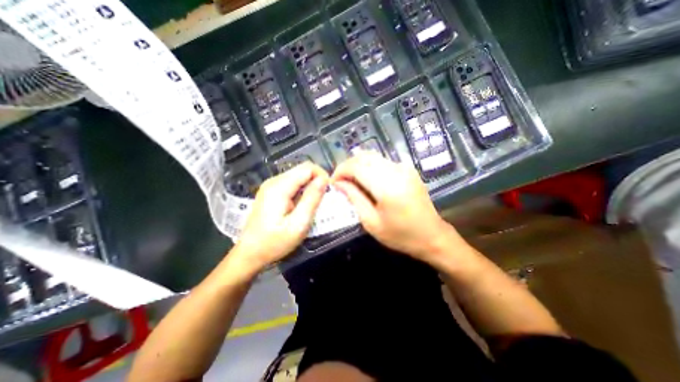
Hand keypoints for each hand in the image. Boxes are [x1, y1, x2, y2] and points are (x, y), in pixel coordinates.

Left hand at [234, 162, 329, 273]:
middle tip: (324, 198)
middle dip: (317, 180)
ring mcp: (271, 186)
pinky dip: (302, 190)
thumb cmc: (274, 242)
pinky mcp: (270, 192)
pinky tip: (302, 205)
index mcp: (280, 187)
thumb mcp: (298, 224)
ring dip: (310, 186)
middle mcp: (274, 181)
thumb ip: (312, 199)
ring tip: (315, 203)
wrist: (249, 253)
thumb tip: (324, 180)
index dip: (322, 175)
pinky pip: (291, 184)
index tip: (329, 191)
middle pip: (302, 170)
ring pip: (298, 176)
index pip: (307, 168)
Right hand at [333, 152, 458, 262]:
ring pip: (373, 156)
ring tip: (351, 181)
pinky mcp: (408, 168)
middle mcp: (396, 171)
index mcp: (387, 186)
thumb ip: (354, 198)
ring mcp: (404, 167)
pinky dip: (369, 166)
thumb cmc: (400, 235)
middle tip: (341, 181)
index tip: (333, 183)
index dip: (340, 171)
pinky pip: (382, 161)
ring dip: (358, 165)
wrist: (432, 235)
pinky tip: (366, 179)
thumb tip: (339, 183)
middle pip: (364, 157)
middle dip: (347, 166)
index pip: (356, 166)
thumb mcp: (371, 222)